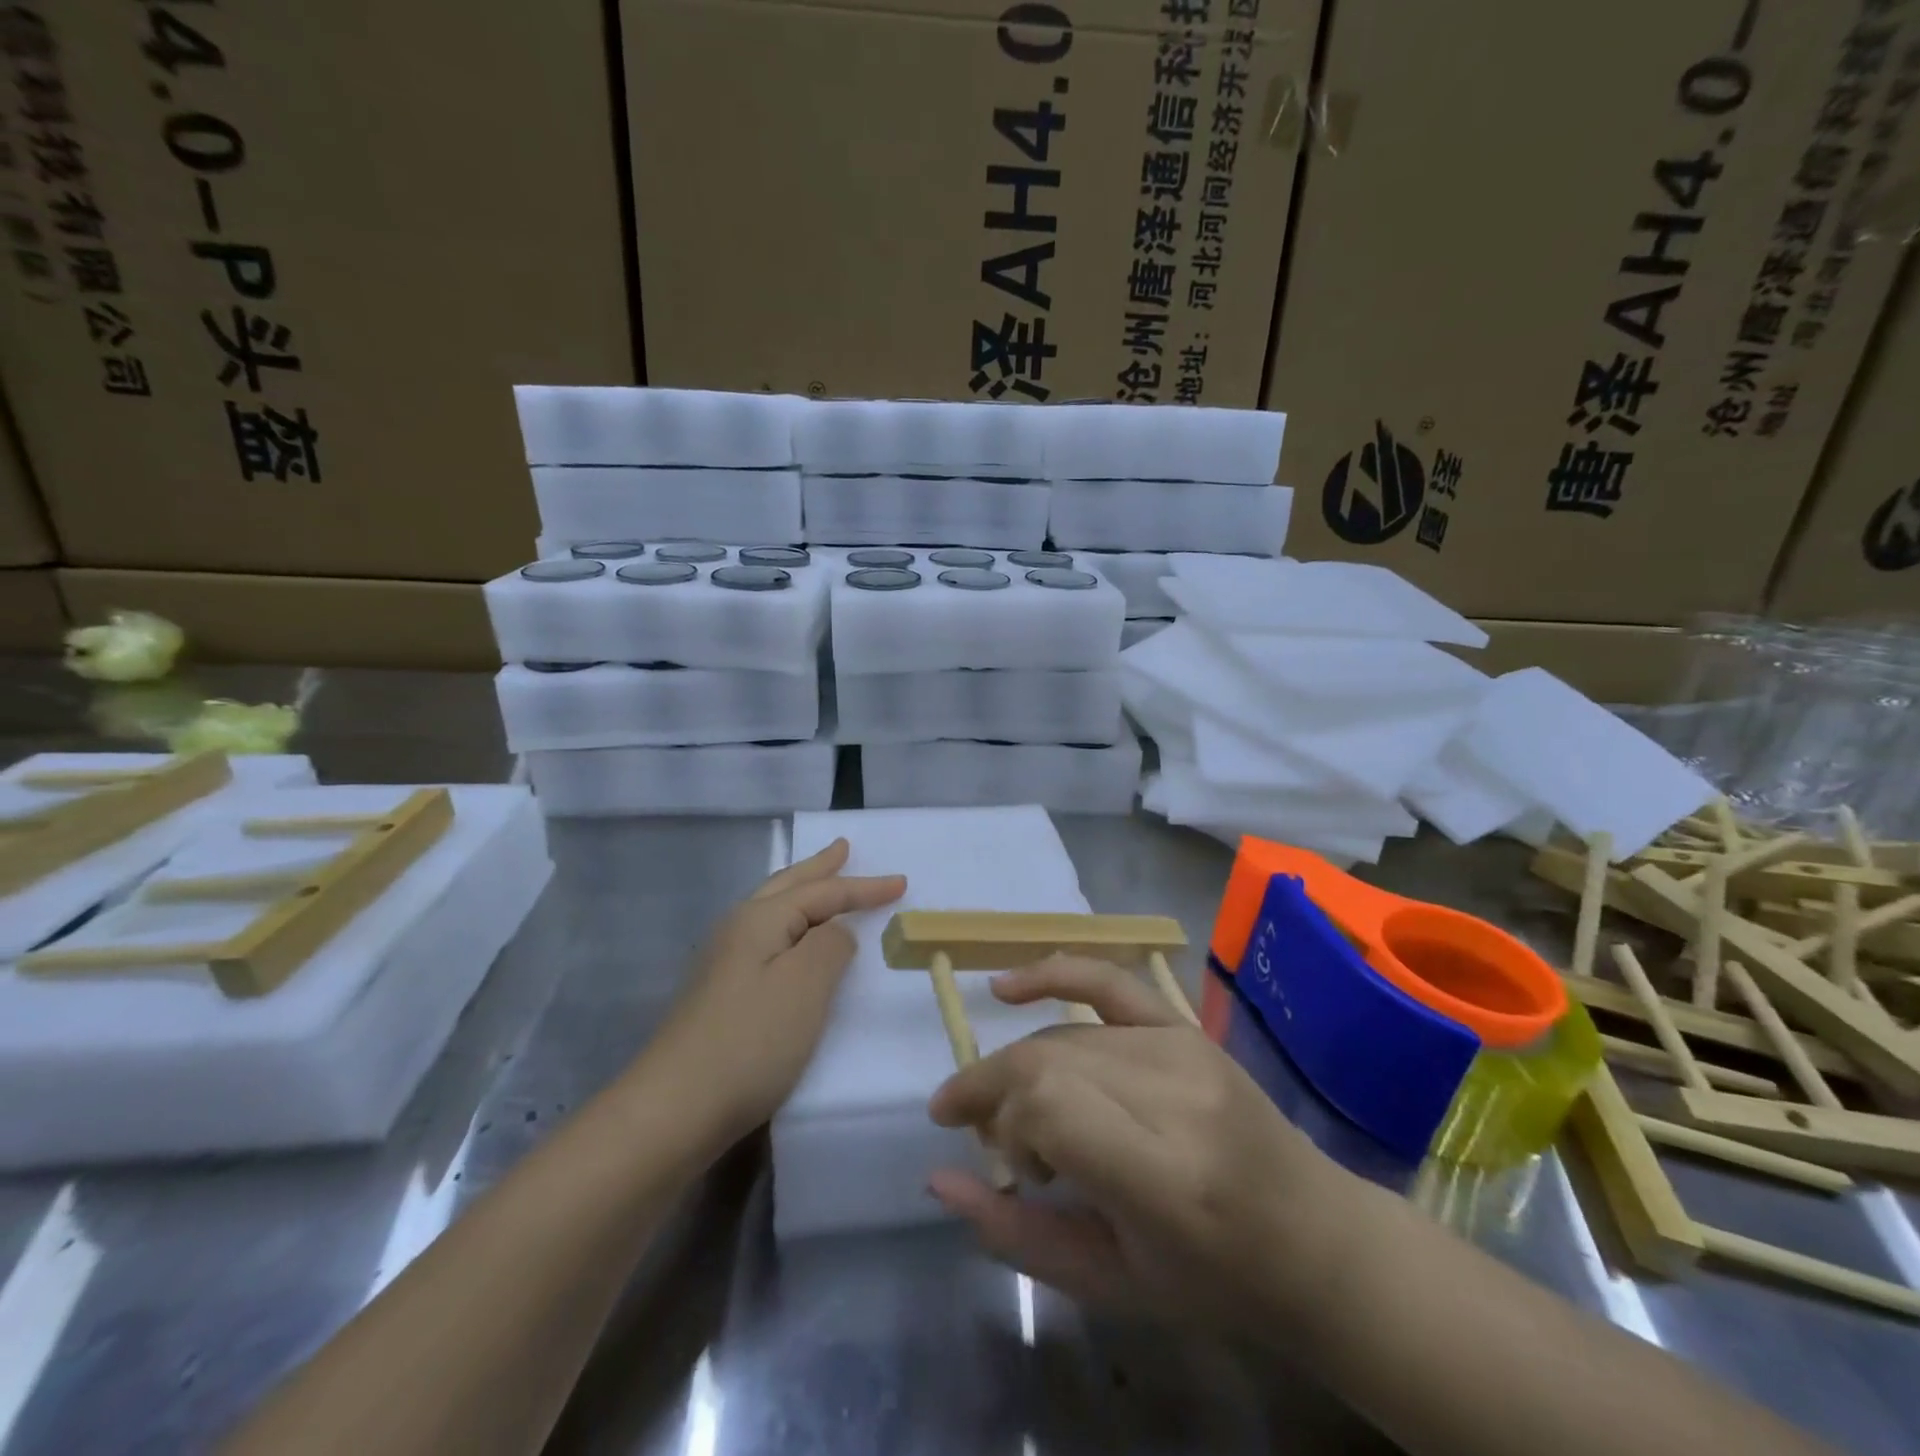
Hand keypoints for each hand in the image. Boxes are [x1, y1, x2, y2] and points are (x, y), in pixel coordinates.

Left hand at [657, 839, 904, 1137]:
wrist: (674, 1109)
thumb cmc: (751, 1041)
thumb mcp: (806, 985)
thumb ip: (831, 945)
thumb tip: (834, 933)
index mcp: (760, 919)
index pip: (822, 892)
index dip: (864, 887)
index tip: (902, 882)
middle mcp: (737, 929)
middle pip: (787, 887)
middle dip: (819, 868)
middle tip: (843, 848)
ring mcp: (723, 962)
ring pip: (772, 910)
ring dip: (801, 892)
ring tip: (820, 881)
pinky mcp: (719, 993)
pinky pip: (766, 938)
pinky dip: (789, 925)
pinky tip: (789, 940)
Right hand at [928, 957, 1356, 1334]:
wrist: (1314, 1238)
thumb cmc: (1214, 1282)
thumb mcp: (1109, 1285)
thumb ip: (1015, 1233)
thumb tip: (938, 1176)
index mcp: (1165, 1178)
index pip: (1050, 1104)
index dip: (1003, 1122)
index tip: (995, 1156)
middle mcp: (1175, 1094)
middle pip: (1047, 1060)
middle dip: (997, 1093)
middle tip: (986, 1137)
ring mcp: (1184, 1048)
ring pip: (1062, 1035)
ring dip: (1020, 1068)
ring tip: (1017, 1115)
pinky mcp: (1186, 1027)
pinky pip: (1106, 980)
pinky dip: (1052, 974)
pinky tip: (1005, 987)